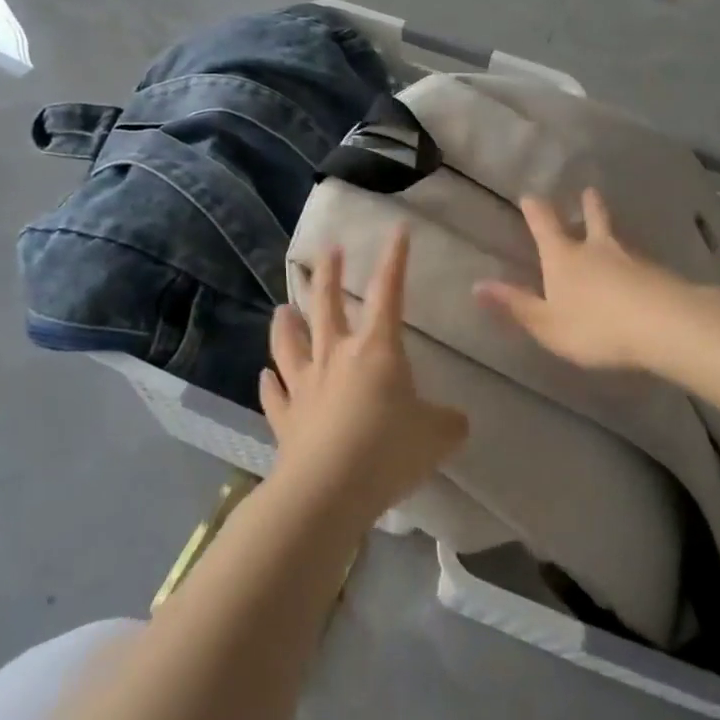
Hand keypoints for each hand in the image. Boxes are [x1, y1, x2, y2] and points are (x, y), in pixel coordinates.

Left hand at [262, 227, 467, 523]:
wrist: (328, 490)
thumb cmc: (388, 451)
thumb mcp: (438, 436)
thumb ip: (449, 422)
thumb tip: (455, 420)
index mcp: (376, 350)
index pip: (388, 293)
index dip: (395, 260)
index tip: (397, 229)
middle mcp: (336, 357)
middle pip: (327, 305)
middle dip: (328, 274)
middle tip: (327, 249)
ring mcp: (305, 386)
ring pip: (290, 344)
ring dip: (286, 325)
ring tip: (282, 308)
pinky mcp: (285, 419)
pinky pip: (275, 395)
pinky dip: (269, 384)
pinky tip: (265, 376)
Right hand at [475, 188, 690, 371]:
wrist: (663, 324)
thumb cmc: (595, 326)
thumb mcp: (546, 323)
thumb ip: (515, 304)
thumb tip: (476, 285)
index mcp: (563, 257)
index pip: (545, 226)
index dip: (536, 210)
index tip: (530, 195)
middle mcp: (595, 249)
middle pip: (592, 219)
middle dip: (587, 206)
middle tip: (588, 191)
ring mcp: (631, 257)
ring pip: (618, 237)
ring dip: (612, 228)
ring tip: (613, 229)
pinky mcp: (658, 273)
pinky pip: (641, 261)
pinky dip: (635, 260)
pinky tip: (640, 269)